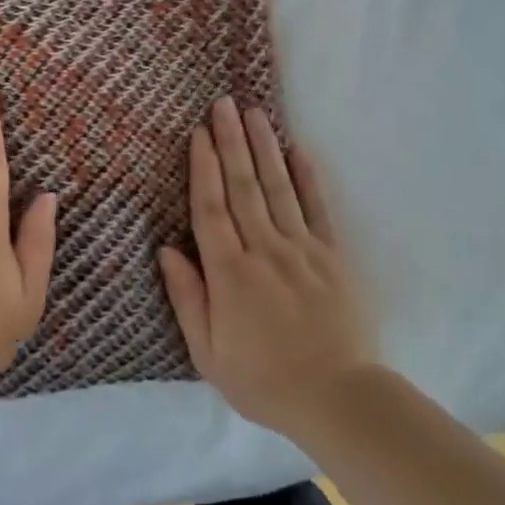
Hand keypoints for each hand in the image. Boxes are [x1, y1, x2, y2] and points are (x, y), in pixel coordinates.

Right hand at [157, 98, 375, 439]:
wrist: (339, 399)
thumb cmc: (263, 380)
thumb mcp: (208, 353)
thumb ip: (186, 297)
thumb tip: (166, 249)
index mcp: (229, 272)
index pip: (210, 207)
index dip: (202, 167)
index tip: (197, 134)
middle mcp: (264, 249)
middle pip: (242, 186)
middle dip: (230, 141)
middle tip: (222, 104)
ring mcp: (302, 249)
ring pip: (277, 188)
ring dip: (263, 147)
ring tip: (253, 113)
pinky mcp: (332, 257)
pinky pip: (318, 209)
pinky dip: (307, 177)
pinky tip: (297, 149)